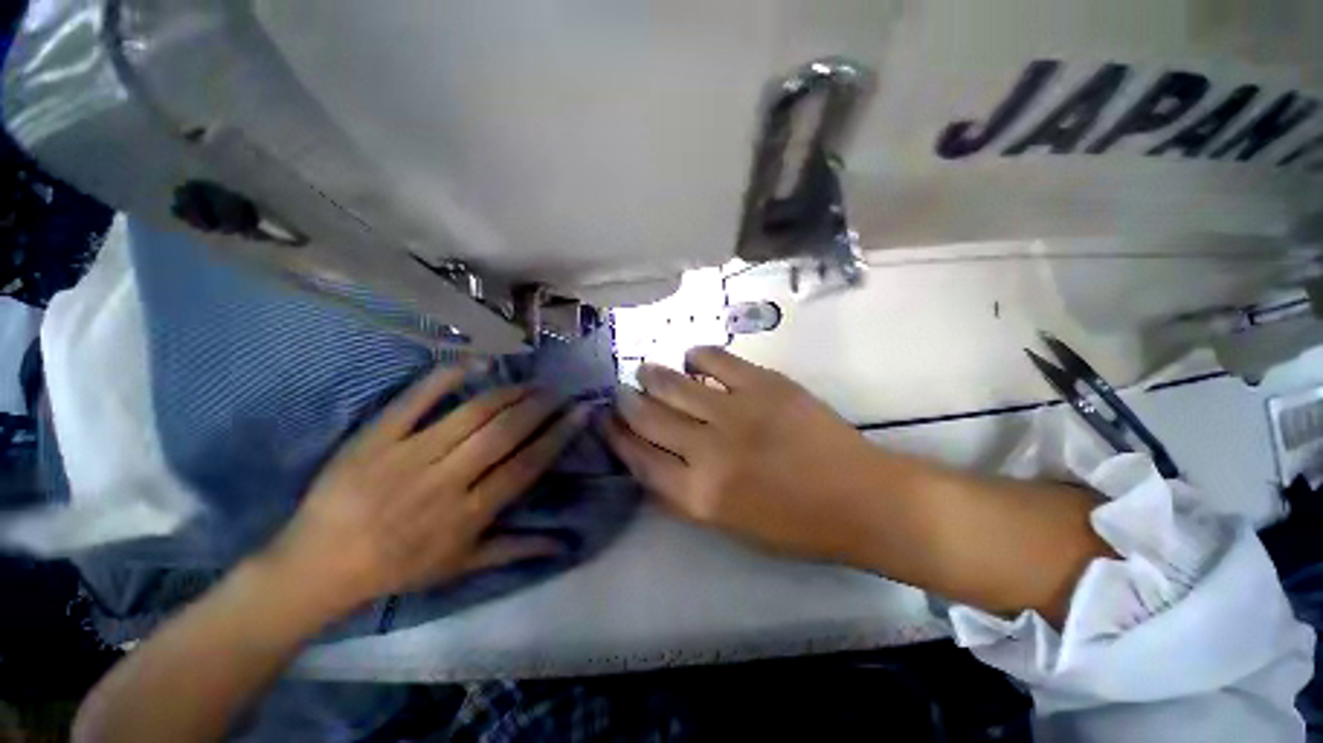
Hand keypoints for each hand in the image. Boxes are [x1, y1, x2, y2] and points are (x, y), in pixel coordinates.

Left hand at [262, 365, 587, 617]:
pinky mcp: (376, 438)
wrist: (319, 566)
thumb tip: (563, 543)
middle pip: (504, 433)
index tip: (580, 413)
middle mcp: (445, 481)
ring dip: (509, 393)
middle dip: (540, 407)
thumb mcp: (461, 566)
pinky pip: (415, 400)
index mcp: (468, 514)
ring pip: (471, 414)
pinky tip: (477, 364)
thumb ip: (514, 549)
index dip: (558, 436)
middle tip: (560, 390)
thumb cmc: (397, 568)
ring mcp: (408, 455)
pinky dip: (447, 378)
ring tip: (531, 382)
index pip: (526, 465)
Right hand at [605, 347, 890, 564]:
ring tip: (645, 370)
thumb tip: (650, 460)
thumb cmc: (794, 524)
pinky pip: (716, 359)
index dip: (617, 437)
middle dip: (628, 401)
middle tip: (621, 390)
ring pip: (674, 384)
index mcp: (698, 494)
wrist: (859, 497)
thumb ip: (682, 493)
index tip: (607, 421)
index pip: (639, 458)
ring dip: (652, 374)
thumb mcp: (727, 524)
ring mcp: (735, 411)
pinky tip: (691, 358)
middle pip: (649, 417)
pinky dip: (697, 355)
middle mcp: (708, 450)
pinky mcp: (763, 384)